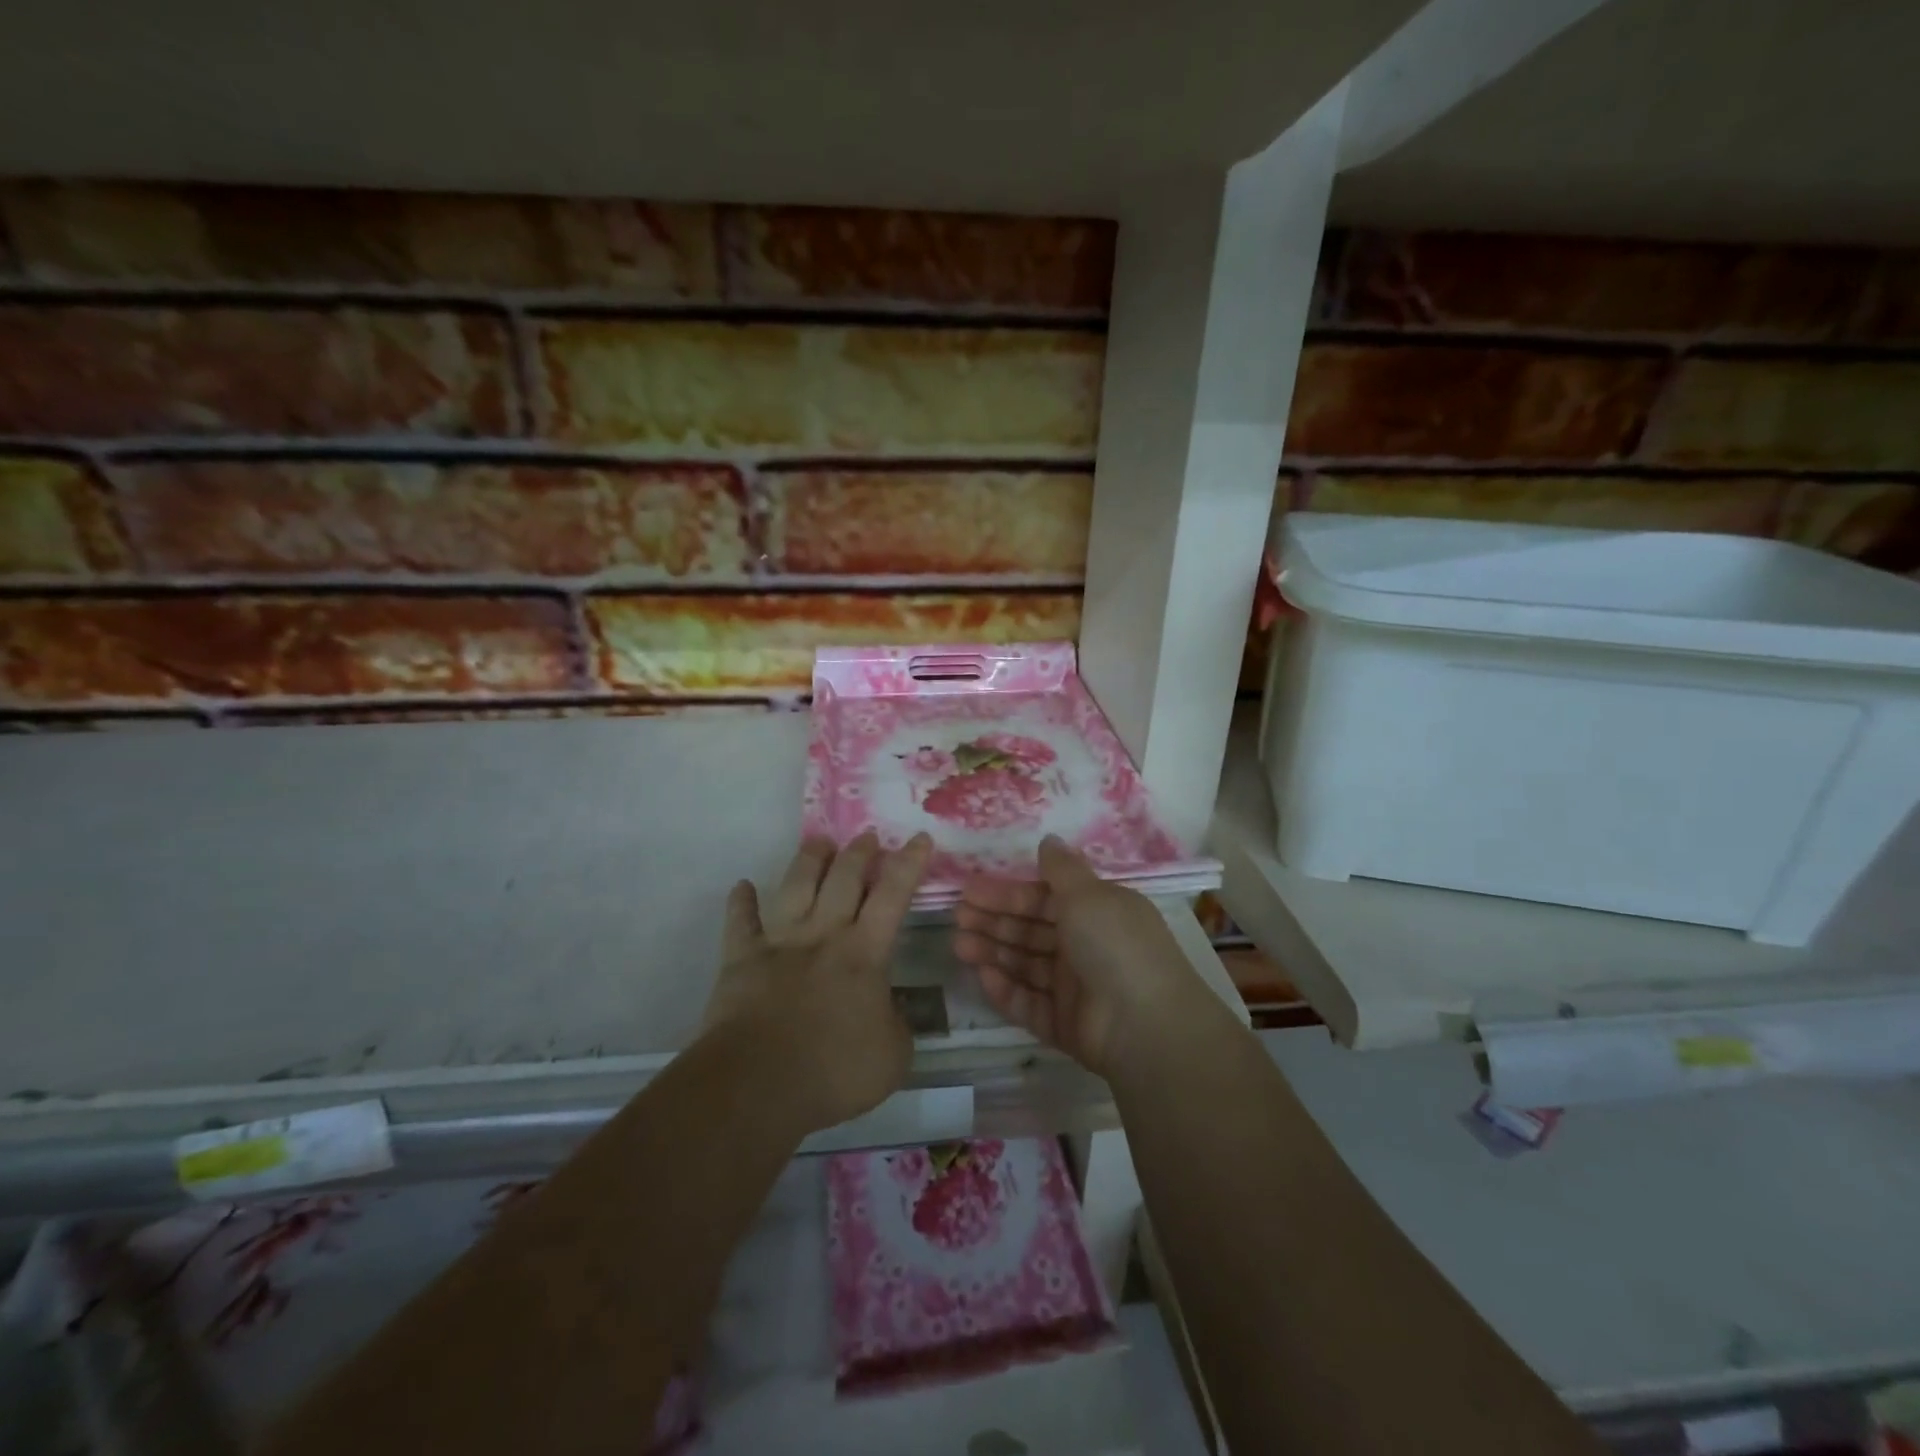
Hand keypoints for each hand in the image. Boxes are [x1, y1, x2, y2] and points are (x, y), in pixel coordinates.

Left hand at [701, 831, 930, 1133]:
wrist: (758, 1083)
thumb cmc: (834, 1070)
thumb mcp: (893, 1056)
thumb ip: (899, 1025)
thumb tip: (892, 1008)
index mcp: (864, 952)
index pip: (893, 895)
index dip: (908, 863)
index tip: (919, 837)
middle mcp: (823, 935)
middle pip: (843, 878)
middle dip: (859, 852)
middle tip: (867, 836)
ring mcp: (780, 943)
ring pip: (795, 887)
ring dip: (809, 860)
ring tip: (819, 842)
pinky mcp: (741, 960)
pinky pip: (740, 923)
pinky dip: (741, 903)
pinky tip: (741, 887)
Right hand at [953, 836, 1207, 1077]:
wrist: (1144, 1025)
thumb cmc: (1114, 945)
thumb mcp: (1088, 894)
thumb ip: (1062, 869)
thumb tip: (1049, 840)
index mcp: (1097, 912)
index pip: (1044, 898)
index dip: (1008, 893)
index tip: (969, 889)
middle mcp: (1086, 947)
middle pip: (1031, 931)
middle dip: (994, 921)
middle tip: (957, 916)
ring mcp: (1075, 988)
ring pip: (1026, 965)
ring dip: (993, 952)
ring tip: (959, 944)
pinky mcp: (1064, 1024)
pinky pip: (1029, 1003)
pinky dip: (1006, 990)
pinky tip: (983, 976)